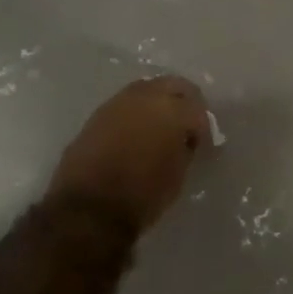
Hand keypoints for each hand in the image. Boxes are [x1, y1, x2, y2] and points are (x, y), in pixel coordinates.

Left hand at [47, 76, 210, 234]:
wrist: (88, 207)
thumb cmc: (143, 195)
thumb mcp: (178, 174)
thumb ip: (185, 148)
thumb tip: (184, 140)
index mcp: (173, 110)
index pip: (198, 109)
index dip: (203, 127)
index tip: (202, 143)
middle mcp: (146, 96)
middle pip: (174, 85)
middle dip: (184, 102)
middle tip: (187, 126)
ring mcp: (118, 102)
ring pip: (147, 90)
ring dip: (158, 103)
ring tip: (161, 129)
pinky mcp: (97, 114)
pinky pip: (126, 104)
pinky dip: (136, 113)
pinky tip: (137, 134)